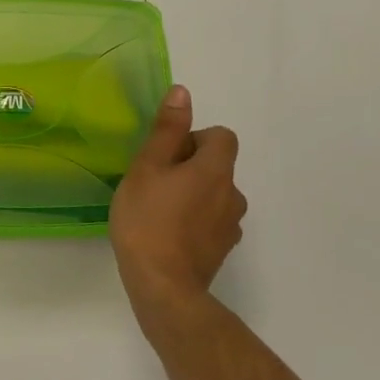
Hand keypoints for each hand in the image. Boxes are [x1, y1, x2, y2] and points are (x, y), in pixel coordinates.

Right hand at [110, 85, 247, 325]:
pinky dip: (195, 222)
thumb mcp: (147, 167)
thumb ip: (167, 130)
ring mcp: (230, 226)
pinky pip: (212, 223)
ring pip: (215, 195)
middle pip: (217, 166)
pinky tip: (168, 236)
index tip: (167, 156)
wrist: (163, 287)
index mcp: (216, 169)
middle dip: (190, 168)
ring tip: (160, 212)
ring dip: (194, 196)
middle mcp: (232, 194)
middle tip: (155, 184)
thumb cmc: (148, 220)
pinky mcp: (222, 250)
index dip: (195, 139)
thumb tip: (183, 92)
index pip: (222, 136)